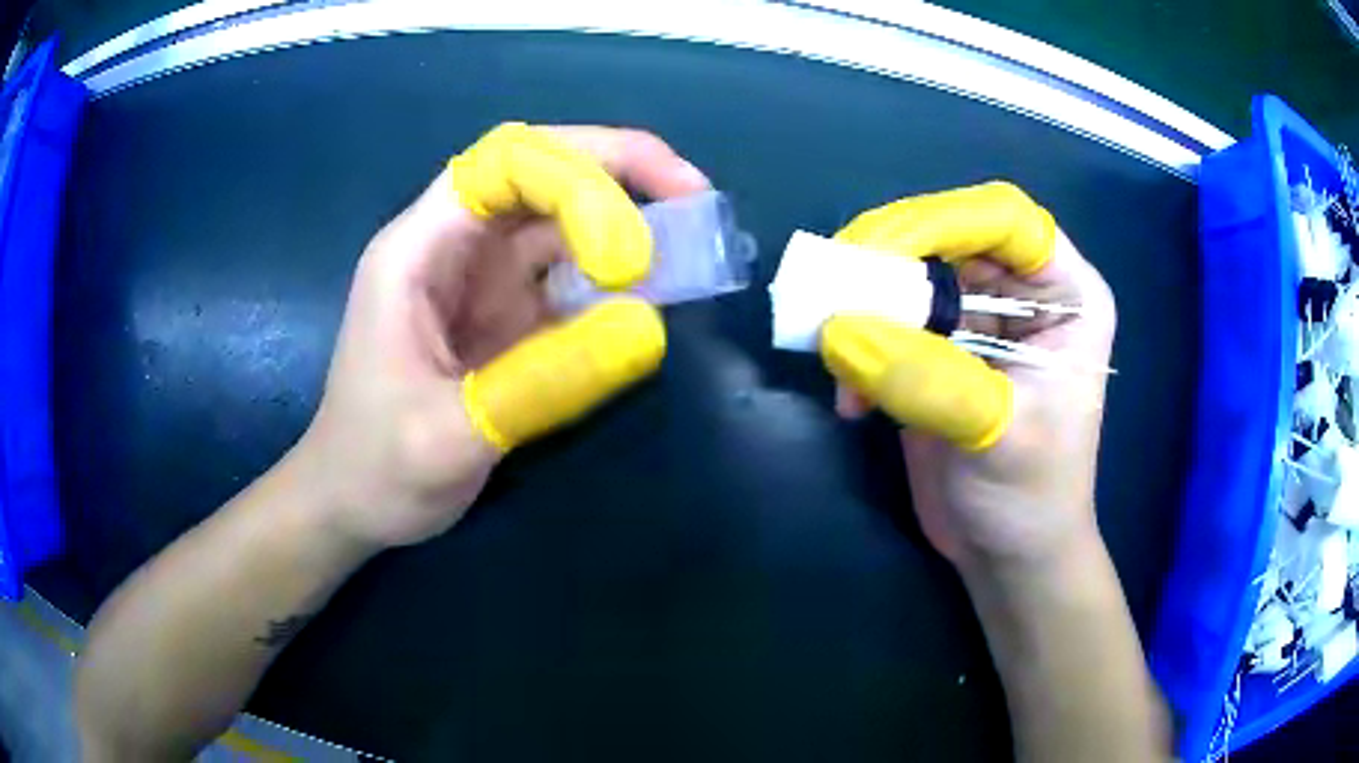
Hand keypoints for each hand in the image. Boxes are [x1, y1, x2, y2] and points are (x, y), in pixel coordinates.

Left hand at [295, 123, 709, 550]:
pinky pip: (566, 274)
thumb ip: (541, 385)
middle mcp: (452, 246)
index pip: (504, 163)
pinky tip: (648, 296)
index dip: (578, 178)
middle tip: (694, 199)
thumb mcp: (448, 438)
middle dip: (619, 172)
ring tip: (687, 250)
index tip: (631, 251)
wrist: (353, 504)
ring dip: (624, 221)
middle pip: (540, 170)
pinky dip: (613, 277)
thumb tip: (650, 329)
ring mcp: (480, 279)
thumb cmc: (376, 469)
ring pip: (560, 217)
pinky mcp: (503, 314)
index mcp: (417, 251)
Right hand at [819, 182, 1116, 570]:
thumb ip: (926, 378)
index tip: (878, 254)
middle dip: (888, 263)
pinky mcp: (938, 350)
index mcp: (1065, 293)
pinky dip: (859, 349)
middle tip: (836, 294)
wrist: (1008, 556)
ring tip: (836, 353)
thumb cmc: (1032, 496)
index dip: (941, 220)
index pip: (1004, 218)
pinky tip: (852, 401)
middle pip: (947, 237)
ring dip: (864, 308)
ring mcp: (978, 319)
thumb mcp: (996, 435)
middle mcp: (1023, 291)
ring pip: (910, 275)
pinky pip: (887, 322)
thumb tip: (838, 329)